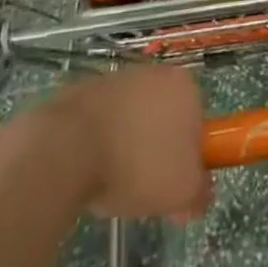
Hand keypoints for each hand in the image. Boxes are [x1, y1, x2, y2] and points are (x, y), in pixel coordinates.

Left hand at [55, 65, 210, 220]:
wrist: (67, 148)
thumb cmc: (137, 165)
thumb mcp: (183, 192)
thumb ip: (201, 193)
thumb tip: (200, 193)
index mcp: (183, 86)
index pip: (197, 121)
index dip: (188, 158)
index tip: (174, 186)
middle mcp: (153, 72)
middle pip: (163, 118)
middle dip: (156, 152)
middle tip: (145, 190)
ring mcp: (116, 79)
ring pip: (131, 120)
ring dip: (126, 148)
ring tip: (111, 184)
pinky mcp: (83, 91)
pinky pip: (100, 123)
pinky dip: (97, 143)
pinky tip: (87, 170)